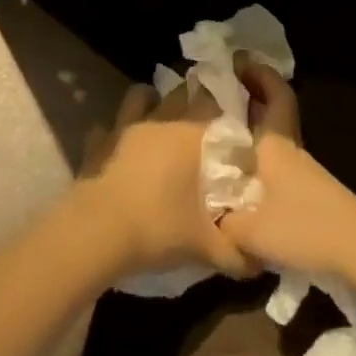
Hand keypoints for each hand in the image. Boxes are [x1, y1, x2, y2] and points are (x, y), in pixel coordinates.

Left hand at [73, 82, 251, 280]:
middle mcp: (160, 120)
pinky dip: (116, 131)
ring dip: (152, 100)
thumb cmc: (158, 228)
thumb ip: (236, 252)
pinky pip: (109, 126)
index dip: (227, 110)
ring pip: (141, 95)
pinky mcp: (99, 141)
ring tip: (160, 117)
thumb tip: (258, 262)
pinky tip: (120, 146)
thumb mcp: (206, 248)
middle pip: (181, 93)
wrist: (98, 231)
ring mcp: (125, 126)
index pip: (215, 106)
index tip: (235, 121)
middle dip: (193, 99)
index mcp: (190, 136)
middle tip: (202, 119)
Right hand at [218, 62, 355, 280]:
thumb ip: (221, 220)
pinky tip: (246, 178)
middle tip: (223, 93)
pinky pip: (281, 162)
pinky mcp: (313, 195)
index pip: (276, 94)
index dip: (260, 74)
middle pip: (275, 111)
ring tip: (225, 136)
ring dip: (256, 129)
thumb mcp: (250, 230)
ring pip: (277, 137)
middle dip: (252, 97)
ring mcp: (305, 172)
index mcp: (275, 142)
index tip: (238, 61)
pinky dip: (262, 158)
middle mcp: (291, 149)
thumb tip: (205, 213)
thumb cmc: (304, 227)